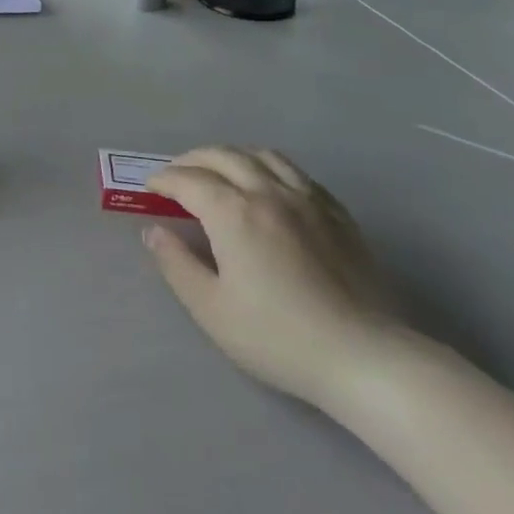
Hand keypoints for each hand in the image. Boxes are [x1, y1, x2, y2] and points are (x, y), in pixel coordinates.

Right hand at [143, 148, 398, 410]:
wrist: (364, 357)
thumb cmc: (277, 336)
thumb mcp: (210, 308)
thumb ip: (176, 263)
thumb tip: (154, 231)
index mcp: (234, 212)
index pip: (188, 180)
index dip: (163, 180)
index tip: (150, 189)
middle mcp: (269, 192)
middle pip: (223, 156)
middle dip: (192, 160)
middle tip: (176, 176)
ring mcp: (308, 199)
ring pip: (262, 155)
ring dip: (232, 156)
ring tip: (219, 172)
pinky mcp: (337, 214)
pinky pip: (296, 173)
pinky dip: (269, 169)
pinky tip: (268, 188)